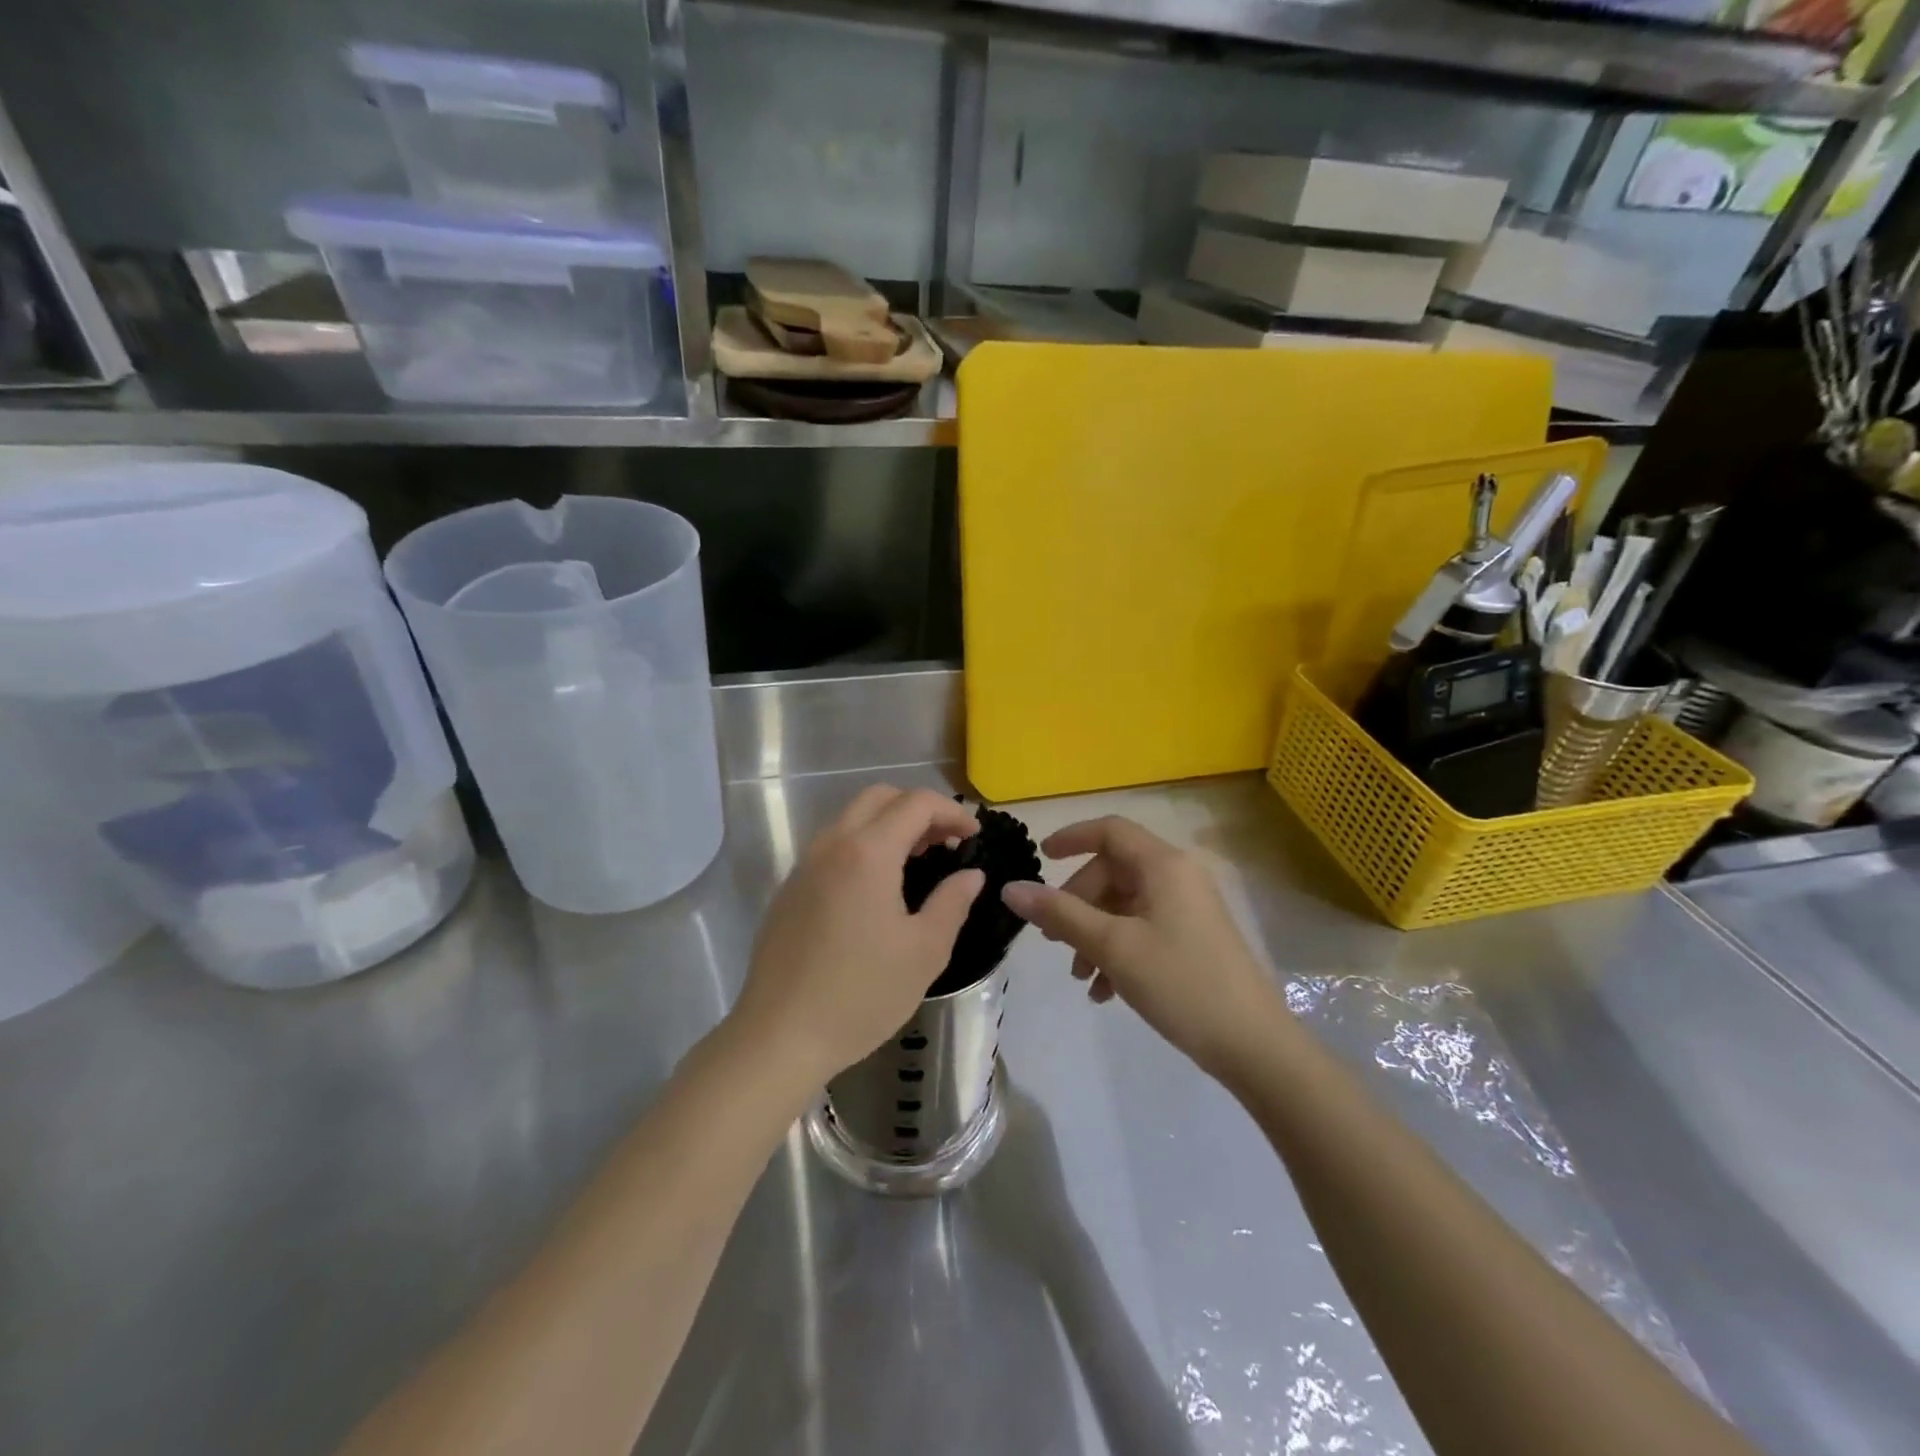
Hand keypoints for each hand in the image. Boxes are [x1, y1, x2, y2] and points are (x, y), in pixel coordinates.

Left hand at [733, 785, 985, 1087]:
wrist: (780, 1035)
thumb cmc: (862, 994)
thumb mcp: (924, 951)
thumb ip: (953, 902)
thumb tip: (971, 874)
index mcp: (868, 852)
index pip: (916, 803)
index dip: (952, 812)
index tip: (974, 836)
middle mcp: (832, 845)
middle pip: (879, 797)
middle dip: (918, 808)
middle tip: (945, 842)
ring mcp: (805, 865)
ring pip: (851, 818)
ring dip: (889, 824)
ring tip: (917, 860)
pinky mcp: (790, 888)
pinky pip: (832, 845)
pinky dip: (863, 844)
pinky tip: (877, 887)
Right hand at [1001, 817, 1287, 1079]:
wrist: (1253, 1045)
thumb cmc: (1180, 983)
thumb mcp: (1113, 947)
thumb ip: (1061, 914)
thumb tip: (1011, 888)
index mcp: (1163, 865)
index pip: (1110, 830)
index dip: (1071, 837)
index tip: (1040, 859)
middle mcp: (1178, 876)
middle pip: (1113, 872)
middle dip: (1078, 903)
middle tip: (1053, 941)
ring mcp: (1188, 908)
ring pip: (1125, 904)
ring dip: (1094, 933)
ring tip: (1080, 977)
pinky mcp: (1193, 937)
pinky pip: (1144, 928)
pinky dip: (1118, 950)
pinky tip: (1105, 991)